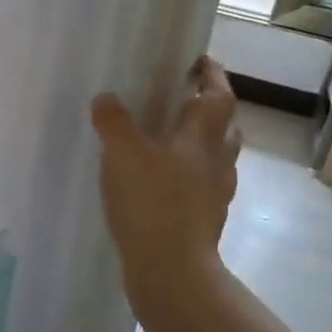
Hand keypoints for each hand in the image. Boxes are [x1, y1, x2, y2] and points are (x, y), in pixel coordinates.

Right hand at [91, 57, 241, 316]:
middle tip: (183, 100)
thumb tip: (106, 98)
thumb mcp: (123, 154)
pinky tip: (164, 183)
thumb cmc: (152, 204)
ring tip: (171, 141)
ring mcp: (214, 195)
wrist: (172, 271)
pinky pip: (202, 188)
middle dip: (210, 110)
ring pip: (217, 159)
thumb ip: (114, 122)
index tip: (200, 60)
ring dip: (202, 145)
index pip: (219, 96)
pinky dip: (189, 178)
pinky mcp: (204, 221)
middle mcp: (216, 163)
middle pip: (225, 128)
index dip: (213, 75)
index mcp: (202, 139)